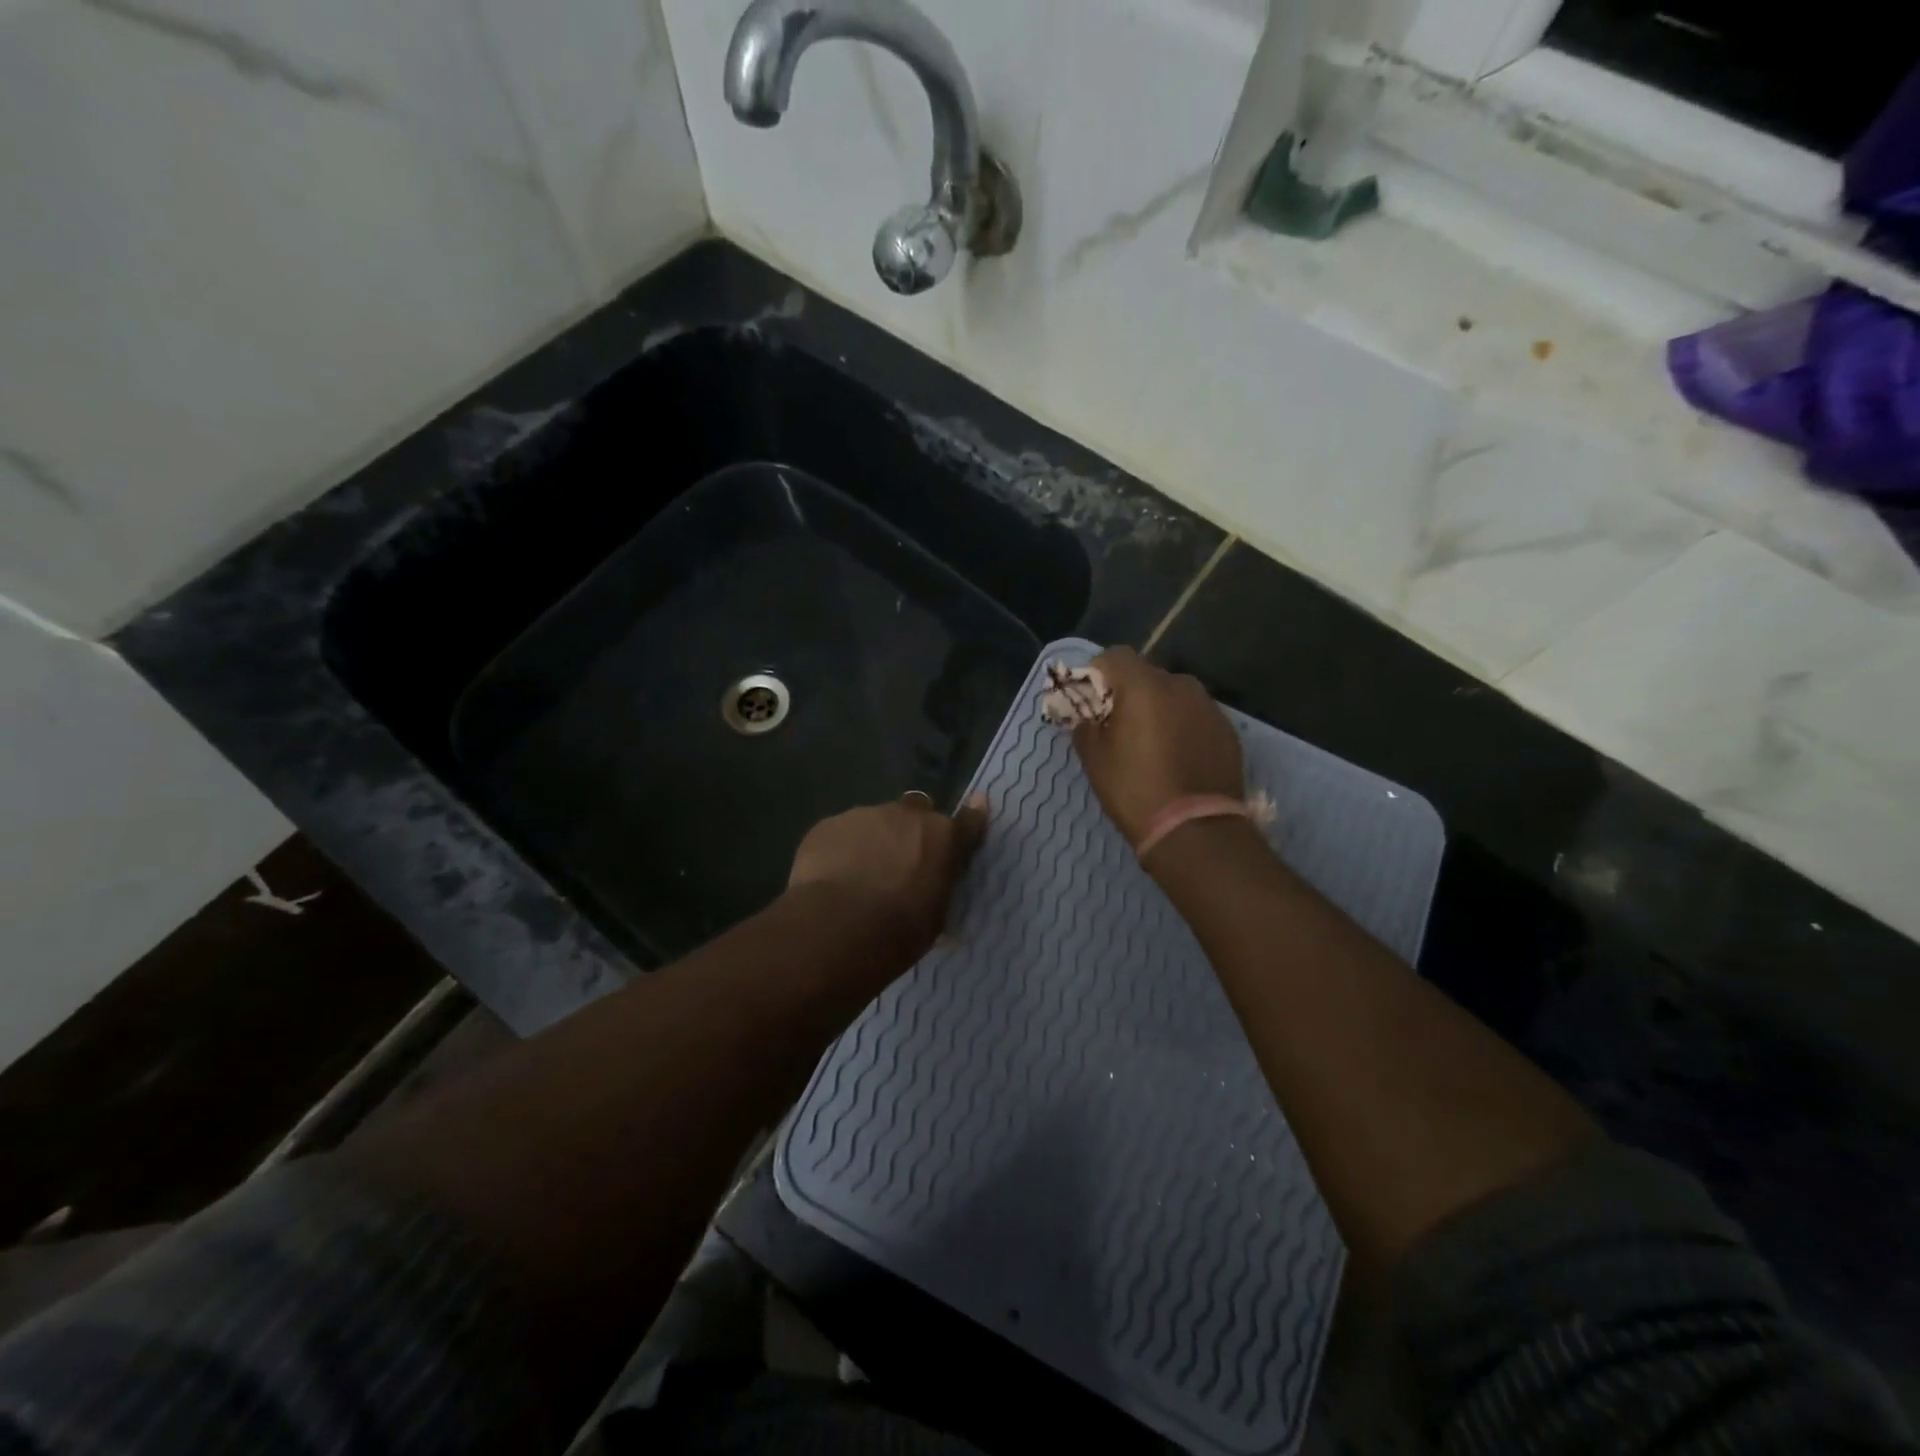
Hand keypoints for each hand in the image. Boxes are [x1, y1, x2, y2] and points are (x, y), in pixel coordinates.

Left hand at [787, 793, 989, 963]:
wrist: (838, 928)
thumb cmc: (899, 932)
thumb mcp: (934, 917)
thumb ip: (937, 887)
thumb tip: (932, 888)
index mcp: (942, 837)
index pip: (968, 821)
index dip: (971, 819)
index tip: (974, 814)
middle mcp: (907, 815)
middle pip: (916, 810)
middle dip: (912, 829)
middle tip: (902, 860)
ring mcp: (864, 815)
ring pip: (874, 821)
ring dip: (874, 840)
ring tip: (859, 876)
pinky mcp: (828, 824)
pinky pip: (841, 833)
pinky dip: (841, 849)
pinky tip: (831, 878)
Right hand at [1071, 648, 1243, 845]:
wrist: (1195, 830)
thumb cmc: (1135, 789)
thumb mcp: (1094, 759)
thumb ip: (1085, 725)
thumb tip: (1087, 717)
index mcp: (1144, 686)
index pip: (1114, 656)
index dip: (1097, 673)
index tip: (1090, 701)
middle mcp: (1180, 685)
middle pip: (1146, 674)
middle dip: (1129, 692)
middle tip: (1119, 725)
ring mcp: (1209, 707)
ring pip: (1174, 695)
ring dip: (1158, 708)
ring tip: (1151, 743)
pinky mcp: (1227, 730)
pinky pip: (1195, 716)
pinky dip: (1182, 727)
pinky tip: (1177, 757)